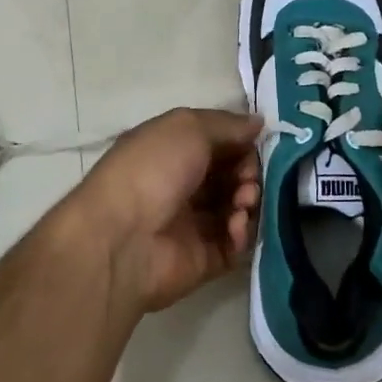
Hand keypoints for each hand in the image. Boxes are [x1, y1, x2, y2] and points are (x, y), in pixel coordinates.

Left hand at [77, 108, 262, 312]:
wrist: (121, 239)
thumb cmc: (151, 170)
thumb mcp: (188, 128)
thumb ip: (228, 125)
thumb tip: (259, 122)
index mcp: (173, 151)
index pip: (220, 143)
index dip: (242, 143)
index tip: (256, 146)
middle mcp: (183, 185)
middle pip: (233, 175)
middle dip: (248, 173)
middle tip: (247, 181)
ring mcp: (194, 224)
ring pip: (239, 207)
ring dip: (248, 201)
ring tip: (241, 204)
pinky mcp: (204, 258)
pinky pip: (236, 243)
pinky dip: (242, 232)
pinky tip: (235, 227)